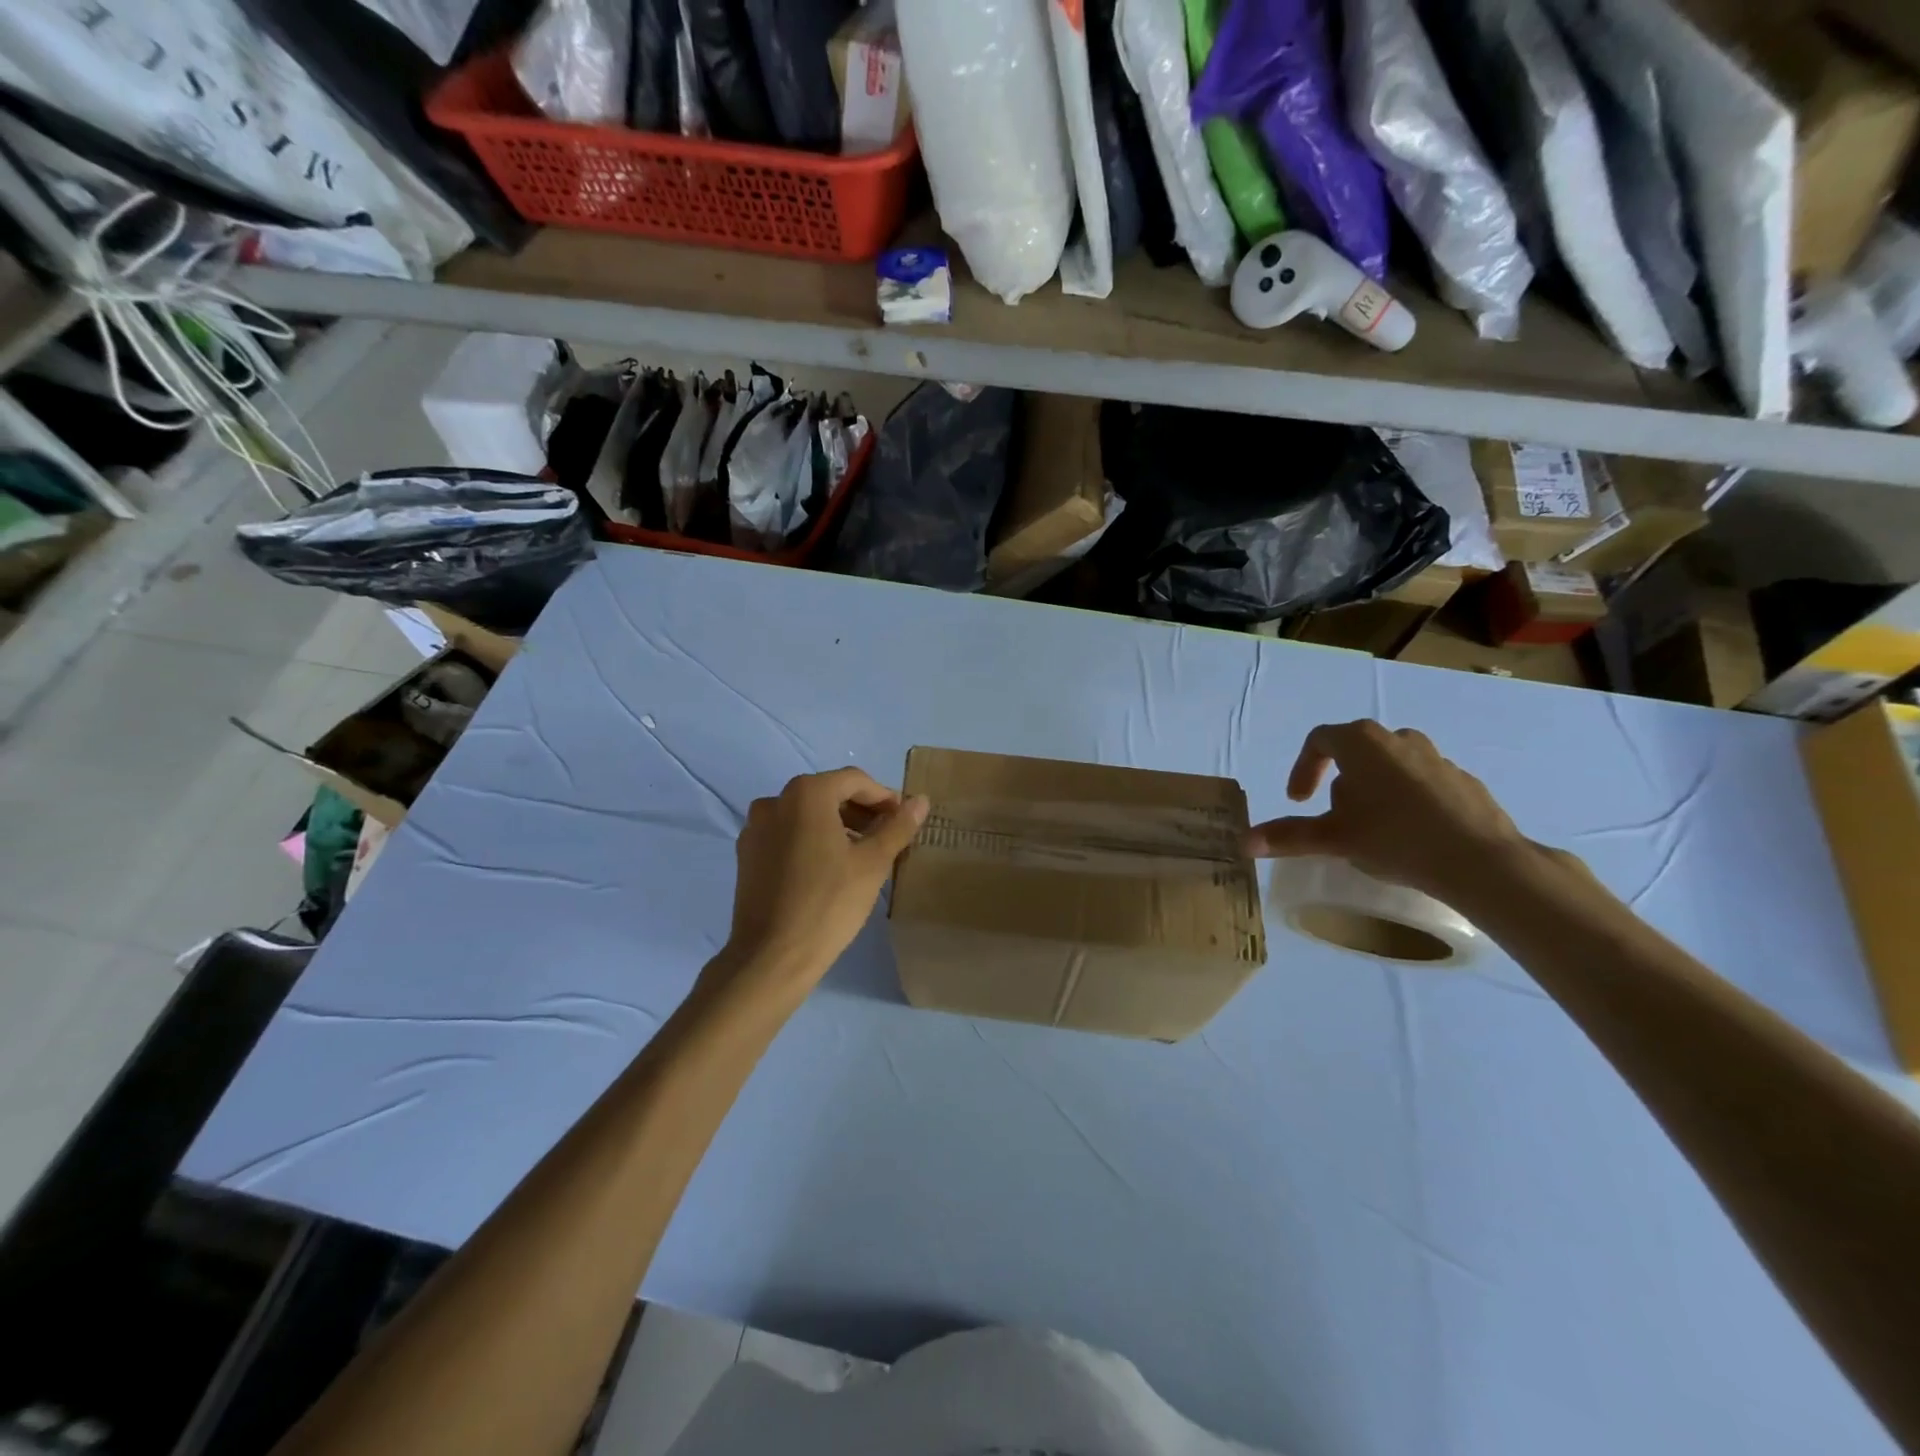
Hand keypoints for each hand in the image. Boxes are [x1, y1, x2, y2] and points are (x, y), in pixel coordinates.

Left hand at [714, 768, 928, 1003]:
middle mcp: (774, 801)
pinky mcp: (747, 854)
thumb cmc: (829, 904)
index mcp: (806, 794)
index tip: (903, 821)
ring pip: (806, 815)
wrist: (772, 956)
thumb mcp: (873, 863)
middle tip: (887, 838)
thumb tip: (921, 800)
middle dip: (861, 811)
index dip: (884, 798)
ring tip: (862, 855)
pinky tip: (829, 869)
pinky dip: (811, 840)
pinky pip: (787, 834)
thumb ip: (898, 826)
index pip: (855, 781)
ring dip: (837, 826)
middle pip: (828, 794)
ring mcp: (755, 828)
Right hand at [1244, 720, 1528, 902]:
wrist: (1481, 860)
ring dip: (1375, 791)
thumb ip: (1288, 836)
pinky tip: (1412, 837)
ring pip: (1393, 767)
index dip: (1303, 769)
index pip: (1319, 741)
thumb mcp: (1334, 838)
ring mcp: (1438, 758)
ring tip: (1374, 828)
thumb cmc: (1395, 837)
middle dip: (1340, 783)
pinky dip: (1409, 802)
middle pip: (1357, 753)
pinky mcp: (1465, 782)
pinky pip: (1424, 784)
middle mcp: (1399, 739)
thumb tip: (1244, 842)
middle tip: (1337, 818)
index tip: (1299, 801)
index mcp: (1363, 742)